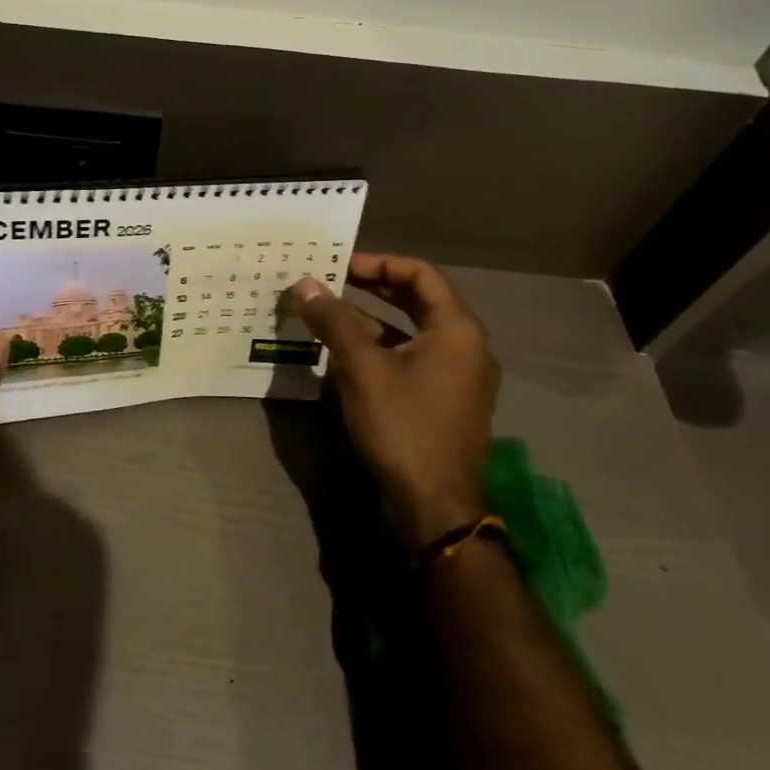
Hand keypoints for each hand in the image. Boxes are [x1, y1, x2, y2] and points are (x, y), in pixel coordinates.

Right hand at [284, 254, 500, 552]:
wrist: (434, 506)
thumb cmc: (403, 426)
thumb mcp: (361, 369)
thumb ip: (334, 321)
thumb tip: (304, 283)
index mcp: (457, 330)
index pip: (420, 274)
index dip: (378, 262)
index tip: (339, 264)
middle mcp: (465, 346)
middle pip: (418, 300)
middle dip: (372, 288)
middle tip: (330, 282)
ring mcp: (458, 376)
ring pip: (411, 331)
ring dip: (371, 320)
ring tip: (327, 316)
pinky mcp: (444, 400)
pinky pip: (411, 358)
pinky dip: (380, 349)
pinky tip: (343, 355)